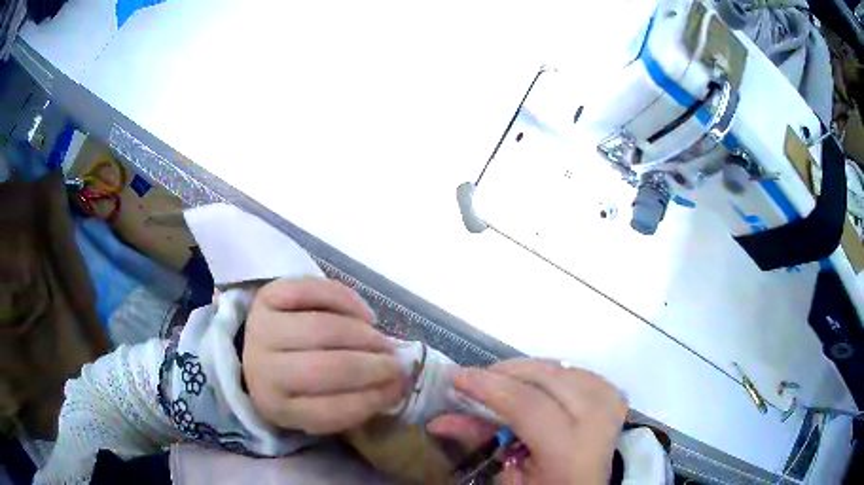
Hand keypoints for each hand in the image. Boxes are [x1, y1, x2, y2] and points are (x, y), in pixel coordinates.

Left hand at [243, 278, 405, 434]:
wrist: (258, 351)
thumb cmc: (294, 384)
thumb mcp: (314, 407)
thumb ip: (351, 402)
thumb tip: (397, 385)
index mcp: (277, 407)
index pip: (330, 411)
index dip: (371, 400)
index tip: (398, 389)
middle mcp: (263, 370)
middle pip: (328, 368)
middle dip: (373, 366)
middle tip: (396, 363)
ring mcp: (262, 329)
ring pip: (323, 328)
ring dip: (364, 335)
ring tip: (382, 341)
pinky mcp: (266, 297)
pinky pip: (312, 291)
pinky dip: (346, 300)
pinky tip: (363, 316)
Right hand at [428, 360, 627, 483]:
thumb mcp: (508, 478)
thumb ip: (482, 443)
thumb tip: (440, 420)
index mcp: (570, 456)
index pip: (529, 406)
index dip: (490, 387)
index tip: (456, 376)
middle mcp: (599, 426)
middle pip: (551, 379)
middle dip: (507, 371)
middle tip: (475, 377)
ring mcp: (612, 410)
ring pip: (568, 369)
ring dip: (531, 369)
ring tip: (503, 378)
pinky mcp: (615, 402)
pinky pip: (583, 373)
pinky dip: (555, 372)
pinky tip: (539, 381)